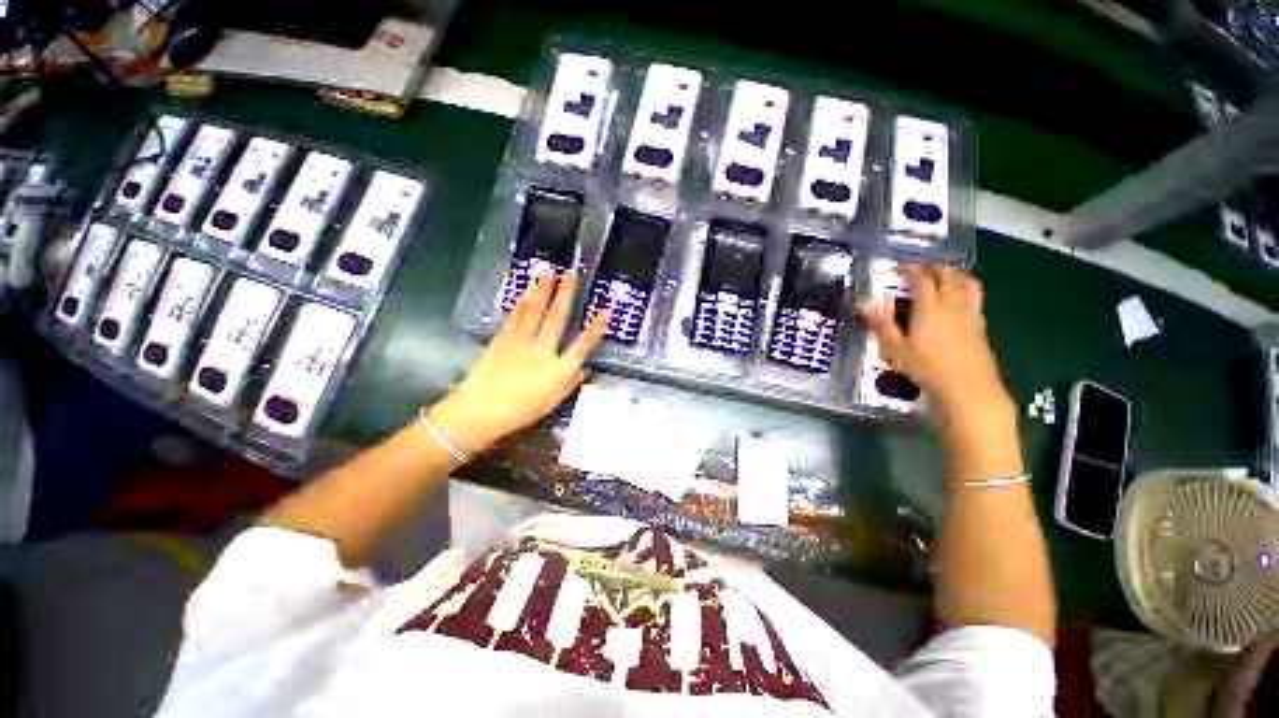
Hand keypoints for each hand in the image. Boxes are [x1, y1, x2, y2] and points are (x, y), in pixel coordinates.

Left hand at [428, 269, 610, 454]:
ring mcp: (520, 342)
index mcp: (558, 370)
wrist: (479, 412)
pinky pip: (515, 317)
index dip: (597, 327)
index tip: (607, 309)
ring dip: (542, 290)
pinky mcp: (502, 340)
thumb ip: (570, 384)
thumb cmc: (521, 412)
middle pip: (557, 319)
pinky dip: (522, 302)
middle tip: (572, 273)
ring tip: (548, 271)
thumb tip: (584, 370)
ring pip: (534, 312)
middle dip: (566, 294)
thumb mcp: (552, 403)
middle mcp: (542, 351)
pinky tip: (526, 292)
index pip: (583, 345)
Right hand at [859, 265, 1012, 423]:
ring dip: (955, 274)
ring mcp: (970, 313)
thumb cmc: (926, 368)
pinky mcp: (981, 325)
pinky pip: (976, 297)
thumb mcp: (895, 349)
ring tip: (944, 276)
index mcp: (930, 308)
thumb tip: (863, 303)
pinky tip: (959, 298)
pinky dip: (966, 288)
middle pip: (948, 275)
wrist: (968, 387)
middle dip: (934, 267)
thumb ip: (880, 323)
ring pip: (967, 283)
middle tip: (920, 269)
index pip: (922, 279)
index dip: (911, 269)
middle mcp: (952, 305)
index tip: (900, 267)